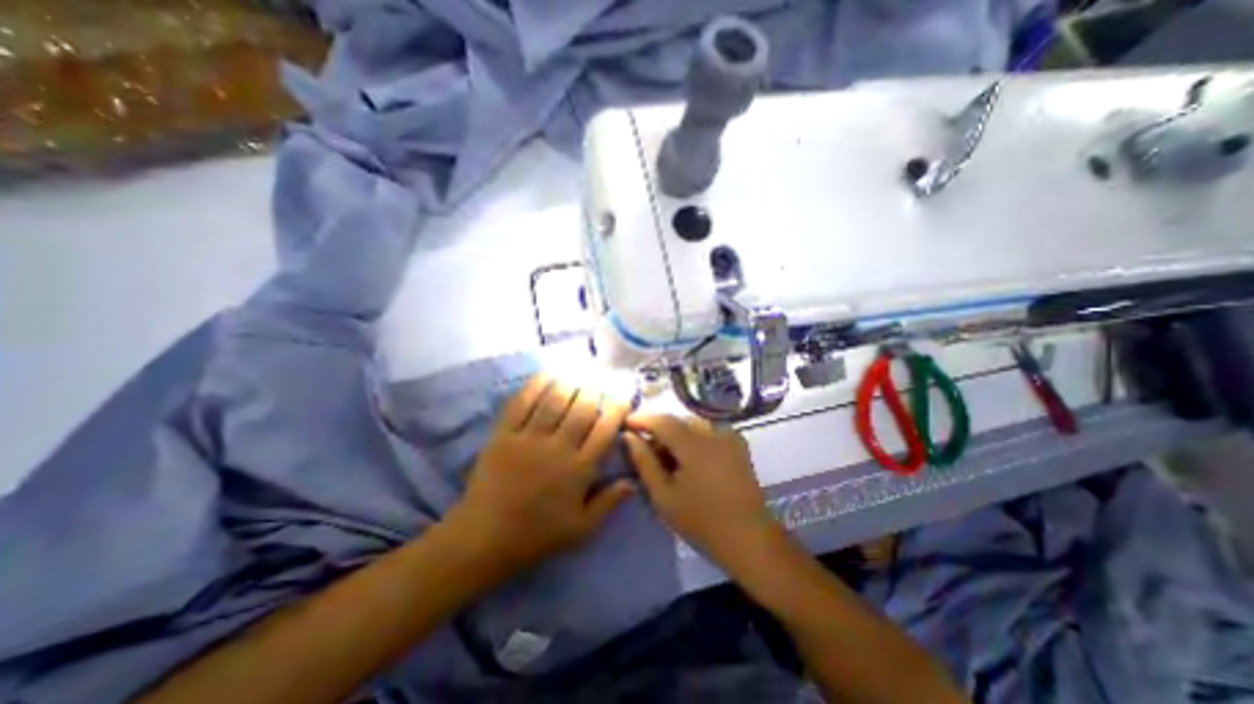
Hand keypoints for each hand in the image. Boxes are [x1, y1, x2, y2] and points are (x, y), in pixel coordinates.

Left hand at [446, 375, 630, 577]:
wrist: (484, 538)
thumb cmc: (537, 534)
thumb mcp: (581, 528)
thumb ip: (609, 503)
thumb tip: (632, 481)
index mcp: (580, 469)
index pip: (605, 429)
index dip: (617, 407)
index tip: (623, 395)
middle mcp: (558, 448)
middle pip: (582, 408)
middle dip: (595, 388)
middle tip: (601, 377)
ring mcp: (529, 438)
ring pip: (555, 400)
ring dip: (570, 381)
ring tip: (579, 370)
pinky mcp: (504, 434)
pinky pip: (522, 402)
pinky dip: (536, 384)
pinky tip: (548, 373)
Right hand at [621, 415, 779, 569]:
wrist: (749, 539)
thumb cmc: (701, 521)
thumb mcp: (664, 495)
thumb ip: (644, 461)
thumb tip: (629, 436)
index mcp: (693, 443)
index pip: (661, 420)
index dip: (641, 419)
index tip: (625, 424)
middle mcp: (713, 432)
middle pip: (678, 421)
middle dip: (659, 430)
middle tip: (646, 450)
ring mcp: (729, 436)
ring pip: (693, 425)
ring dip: (677, 435)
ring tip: (668, 458)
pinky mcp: (738, 445)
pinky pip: (709, 432)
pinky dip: (694, 438)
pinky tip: (691, 459)